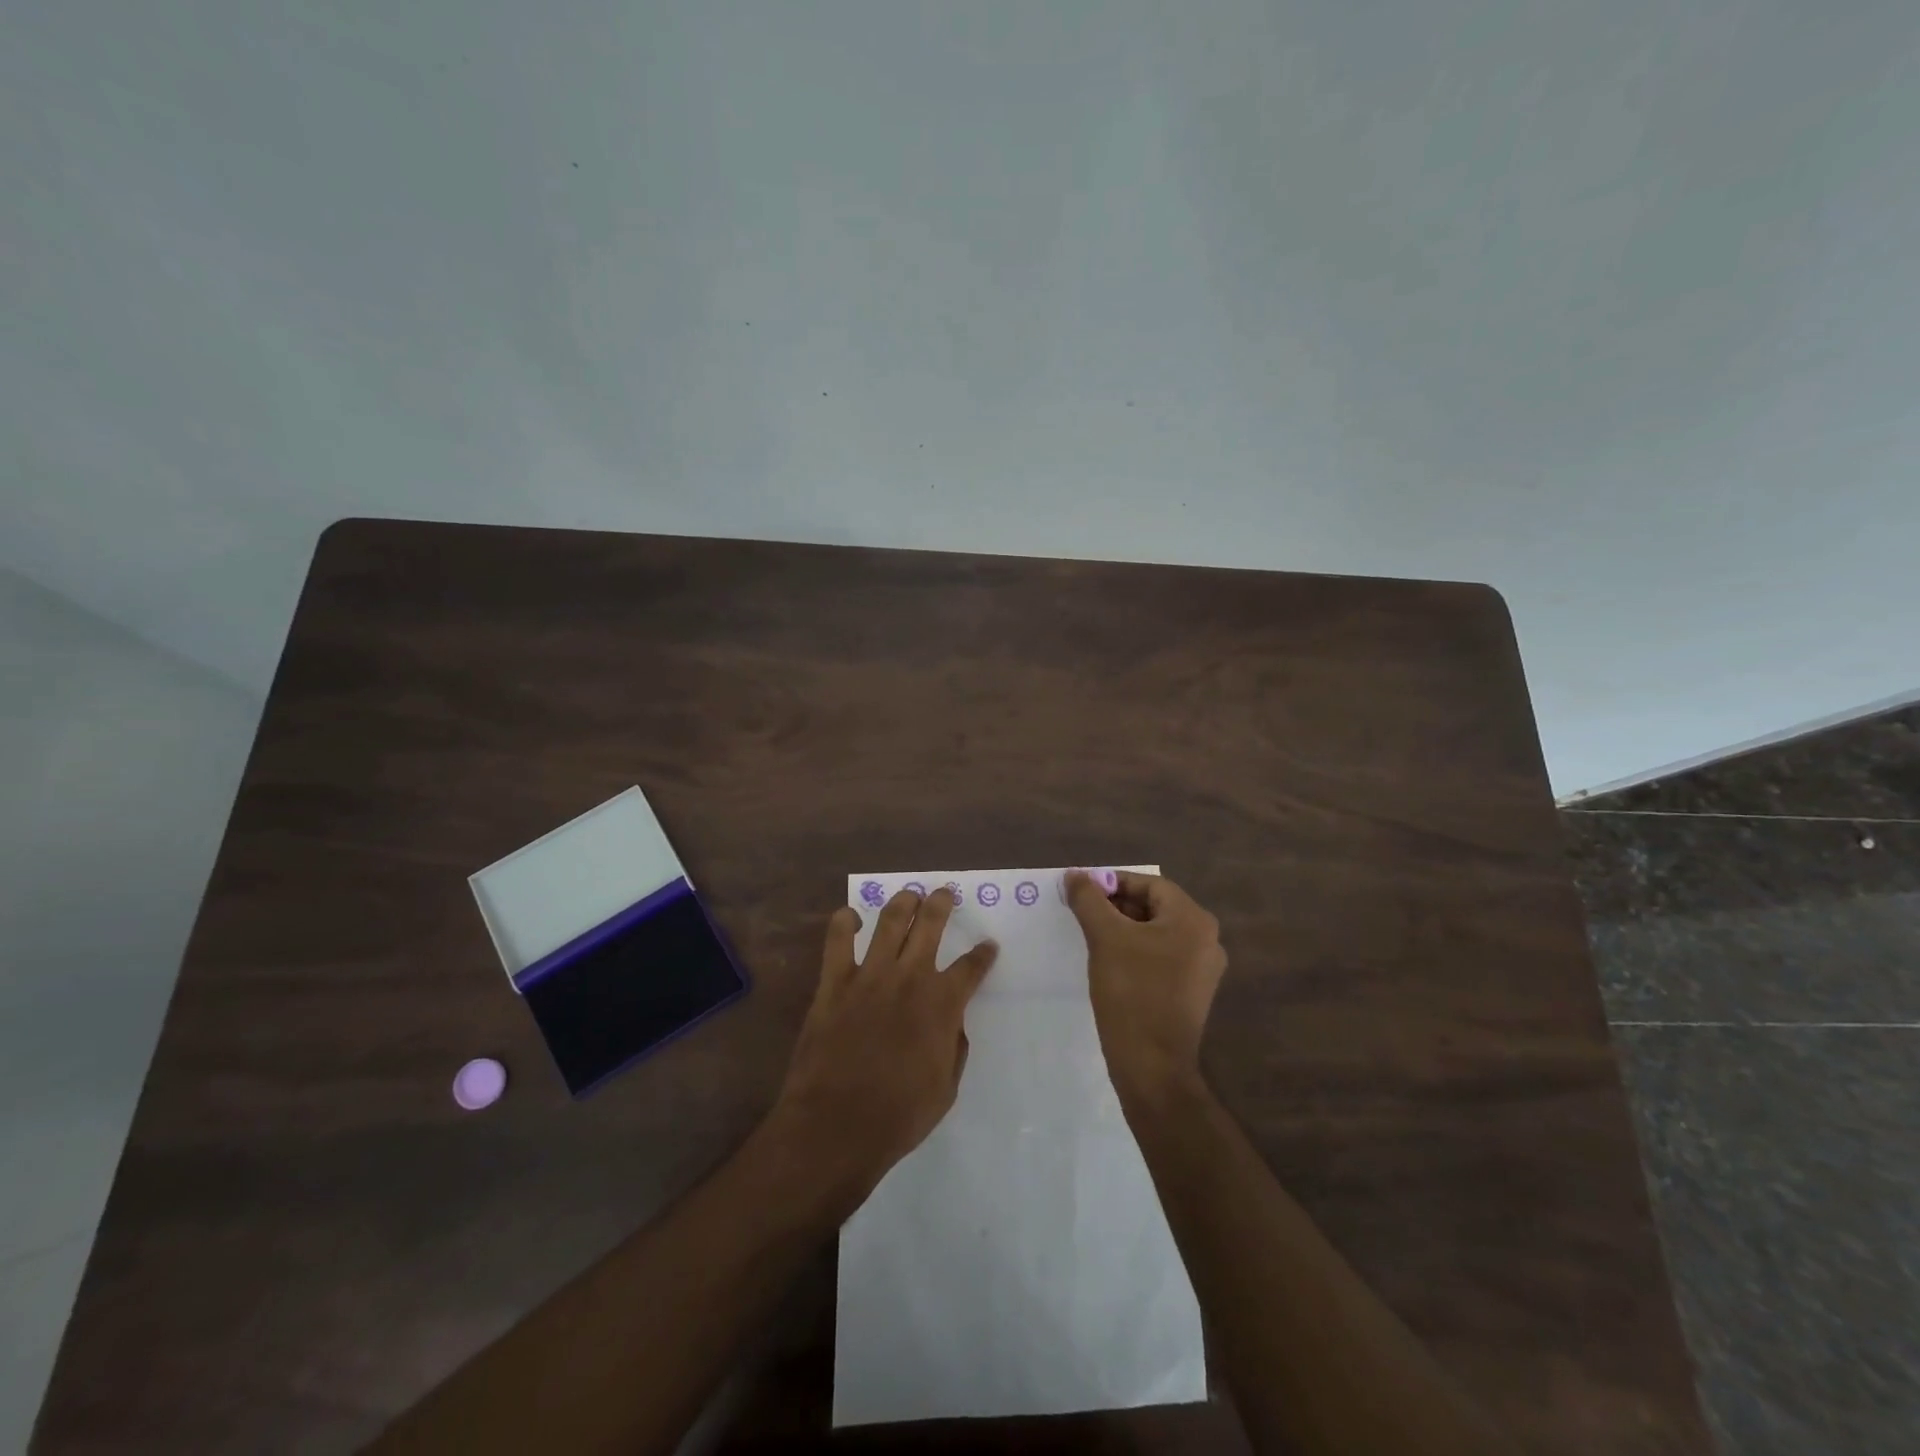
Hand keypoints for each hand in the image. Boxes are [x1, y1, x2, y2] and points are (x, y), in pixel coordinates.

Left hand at [770, 888, 997, 1204]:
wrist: (837, 1125)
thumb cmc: (898, 1115)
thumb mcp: (946, 1088)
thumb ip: (954, 1047)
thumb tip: (952, 1023)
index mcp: (942, 1004)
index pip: (971, 967)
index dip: (983, 954)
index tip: (987, 945)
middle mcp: (910, 978)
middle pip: (931, 924)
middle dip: (941, 903)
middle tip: (944, 893)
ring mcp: (870, 975)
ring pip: (890, 920)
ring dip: (902, 902)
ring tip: (909, 894)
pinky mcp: (834, 982)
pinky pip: (838, 940)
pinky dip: (844, 922)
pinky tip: (850, 916)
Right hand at [1064, 870, 1226, 1107]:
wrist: (1152, 1066)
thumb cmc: (1131, 993)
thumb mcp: (1105, 938)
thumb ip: (1089, 900)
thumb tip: (1075, 875)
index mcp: (1194, 920)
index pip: (1150, 885)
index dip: (1114, 882)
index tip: (1082, 890)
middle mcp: (1206, 940)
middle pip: (1155, 907)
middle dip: (1116, 905)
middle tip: (1082, 911)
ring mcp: (1202, 969)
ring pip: (1156, 933)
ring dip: (1123, 928)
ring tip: (1090, 934)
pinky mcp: (1191, 993)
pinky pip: (1161, 958)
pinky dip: (1135, 952)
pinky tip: (1109, 962)